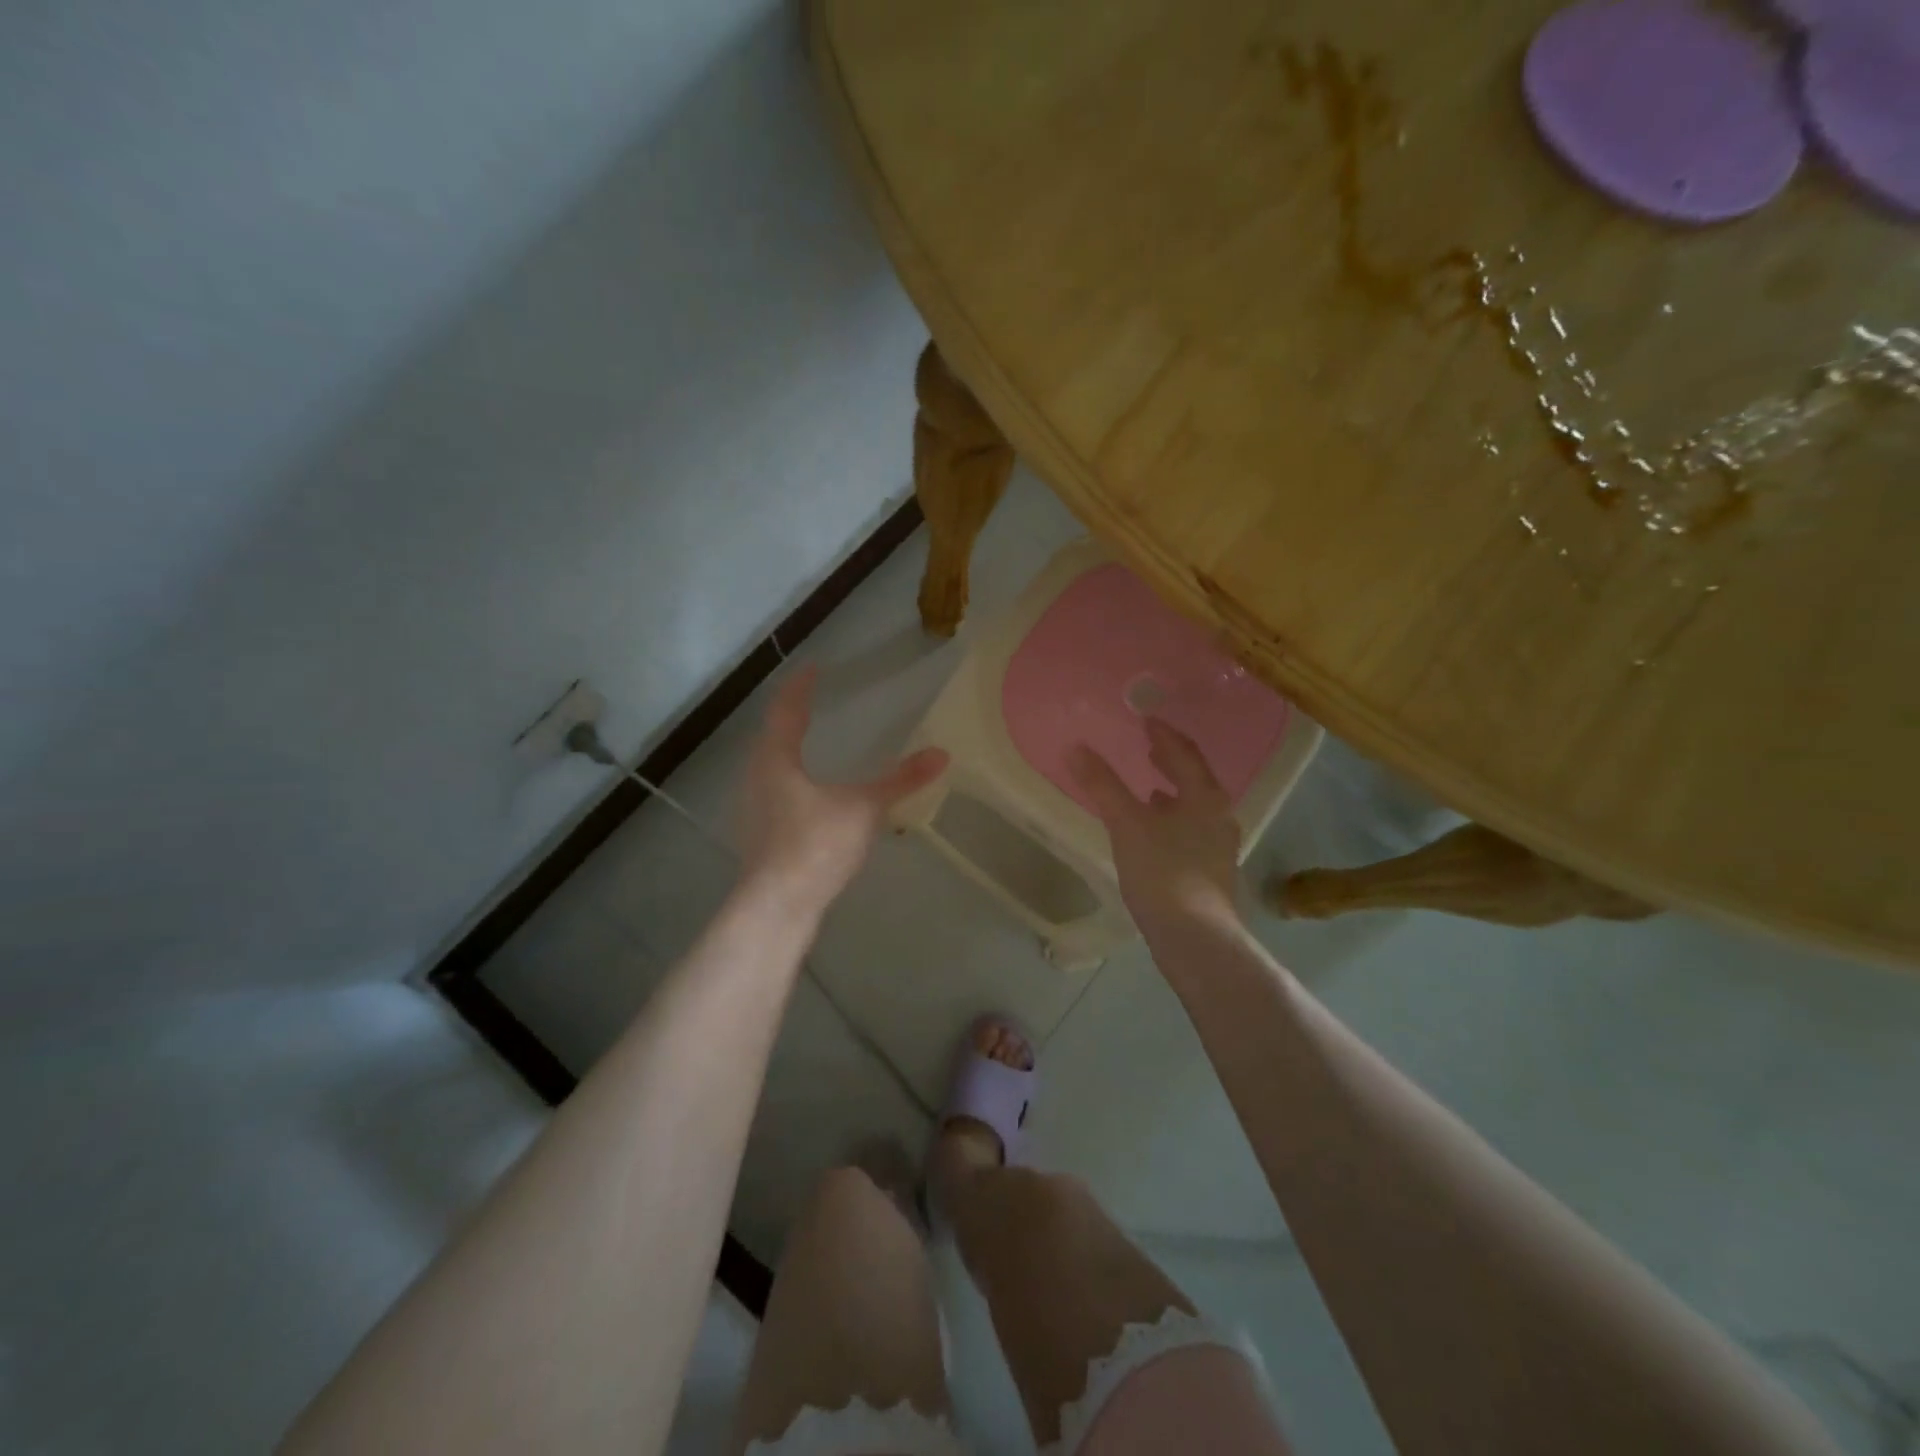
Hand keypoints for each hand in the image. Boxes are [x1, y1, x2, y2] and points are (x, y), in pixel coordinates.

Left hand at [736, 665, 948, 914]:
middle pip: (771, 735)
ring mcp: (753, 807)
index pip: (786, 709)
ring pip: (769, 765)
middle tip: (811, 701)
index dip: (801, 686)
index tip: (815, 668)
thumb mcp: (864, 809)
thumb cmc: (816, 845)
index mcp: (776, 759)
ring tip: (810, 741)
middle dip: (791, 715)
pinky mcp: (759, 834)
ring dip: (787, 748)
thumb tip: (941, 754)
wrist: (777, 906)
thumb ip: (900, 781)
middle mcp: (755, 776)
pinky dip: (791, 777)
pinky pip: (774, 790)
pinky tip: (808, 794)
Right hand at [1071, 718, 1240, 931]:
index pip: (1185, 753)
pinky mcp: (1209, 870)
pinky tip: (1153, 830)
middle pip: (1195, 778)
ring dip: (1172, 790)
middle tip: (1148, 744)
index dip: (1164, 734)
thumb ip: (1103, 785)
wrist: (1195, 938)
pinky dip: (1171, 818)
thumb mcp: (1127, 824)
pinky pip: (1190, 829)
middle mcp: (1218, 816)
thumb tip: (1076, 747)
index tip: (1145, 719)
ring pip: (1194, 806)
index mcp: (1205, 797)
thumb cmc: (1163, 872)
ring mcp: (1218, 845)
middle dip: (1171, 760)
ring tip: (1149, 784)